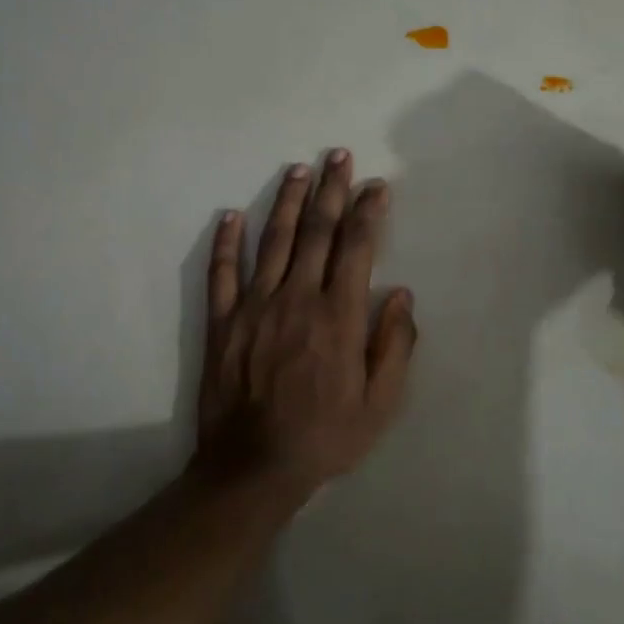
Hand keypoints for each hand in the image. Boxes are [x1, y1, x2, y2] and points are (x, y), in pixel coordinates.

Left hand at [194, 149, 416, 498]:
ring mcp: (255, 307)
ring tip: (298, 170)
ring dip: (287, 202)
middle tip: (338, 156)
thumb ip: (395, 345)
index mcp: (339, 315)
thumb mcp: (381, 403)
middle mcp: (297, 298)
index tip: (376, 185)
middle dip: (331, 190)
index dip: (368, 212)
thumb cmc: (326, 436)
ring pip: (274, 242)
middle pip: (317, 232)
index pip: (357, 248)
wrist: (253, 467)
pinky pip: (222, 274)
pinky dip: (227, 243)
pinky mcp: (222, 323)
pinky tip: (231, 216)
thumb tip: (401, 295)